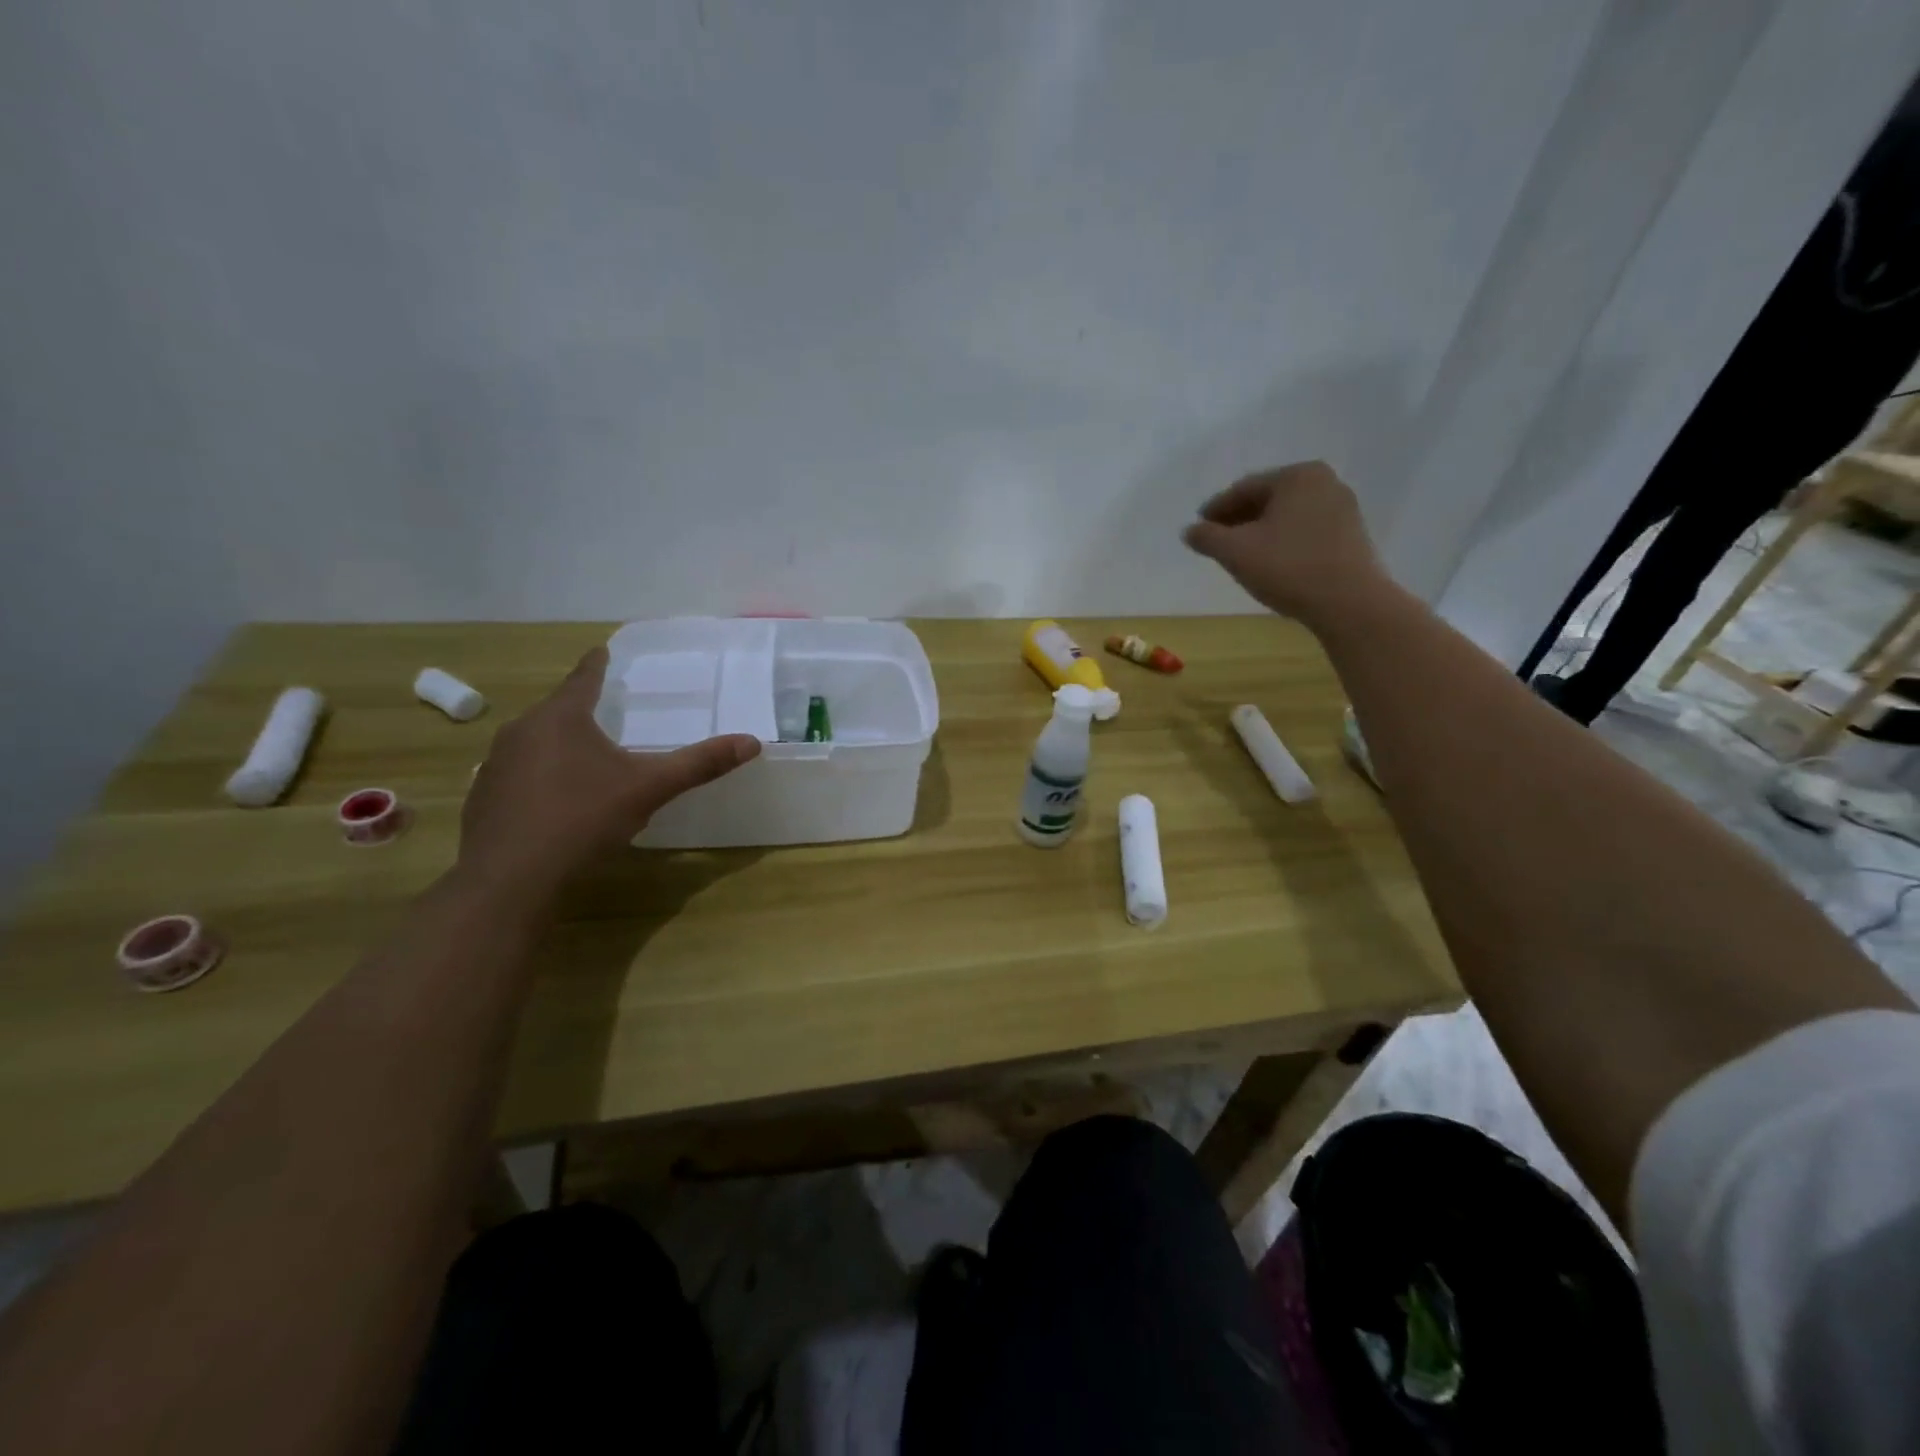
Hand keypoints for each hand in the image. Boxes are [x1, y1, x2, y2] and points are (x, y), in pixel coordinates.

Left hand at [459, 646, 760, 897]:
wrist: (511, 879)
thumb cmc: (583, 818)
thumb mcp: (650, 788)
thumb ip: (699, 764)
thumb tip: (751, 742)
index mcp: (561, 718)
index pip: (582, 679)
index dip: (597, 664)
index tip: (602, 651)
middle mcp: (521, 731)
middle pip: (557, 710)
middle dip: (580, 708)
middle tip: (605, 708)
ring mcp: (496, 765)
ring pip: (535, 742)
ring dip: (559, 743)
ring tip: (584, 754)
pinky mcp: (484, 798)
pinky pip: (519, 773)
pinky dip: (540, 775)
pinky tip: (556, 799)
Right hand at [1182, 461, 1388, 625]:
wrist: (1349, 603)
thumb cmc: (1288, 568)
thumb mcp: (1236, 552)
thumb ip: (1207, 537)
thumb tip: (1190, 531)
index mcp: (1297, 476)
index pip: (1244, 488)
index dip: (1216, 509)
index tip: (1198, 527)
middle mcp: (1325, 482)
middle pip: (1268, 499)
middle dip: (1239, 519)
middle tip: (1216, 540)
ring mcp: (1343, 508)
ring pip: (1287, 516)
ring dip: (1260, 531)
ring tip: (1240, 554)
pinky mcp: (1351, 534)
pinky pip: (1305, 530)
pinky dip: (1282, 541)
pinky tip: (1271, 561)